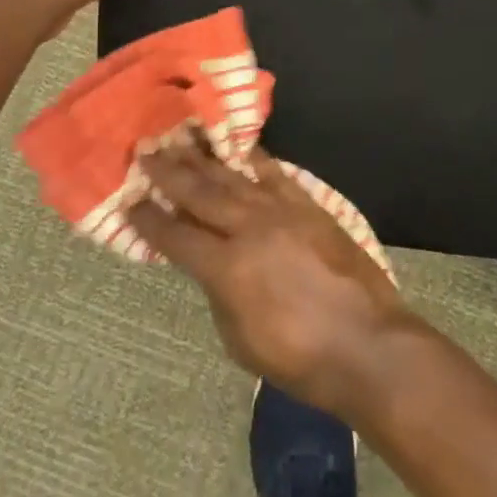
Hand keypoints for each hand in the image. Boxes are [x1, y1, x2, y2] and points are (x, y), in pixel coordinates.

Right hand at [130, 143, 418, 419]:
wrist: (366, 343)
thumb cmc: (298, 358)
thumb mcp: (240, 339)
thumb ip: (219, 294)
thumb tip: (210, 264)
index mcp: (226, 268)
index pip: (176, 236)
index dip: (149, 219)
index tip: (129, 201)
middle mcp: (250, 229)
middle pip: (201, 193)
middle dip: (170, 172)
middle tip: (147, 151)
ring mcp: (283, 212)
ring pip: (235, 177)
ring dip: (207, 158)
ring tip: (184, 138)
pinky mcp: (310, 207)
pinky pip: (277, 175)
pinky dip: (256, 160)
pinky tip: (242, 149)